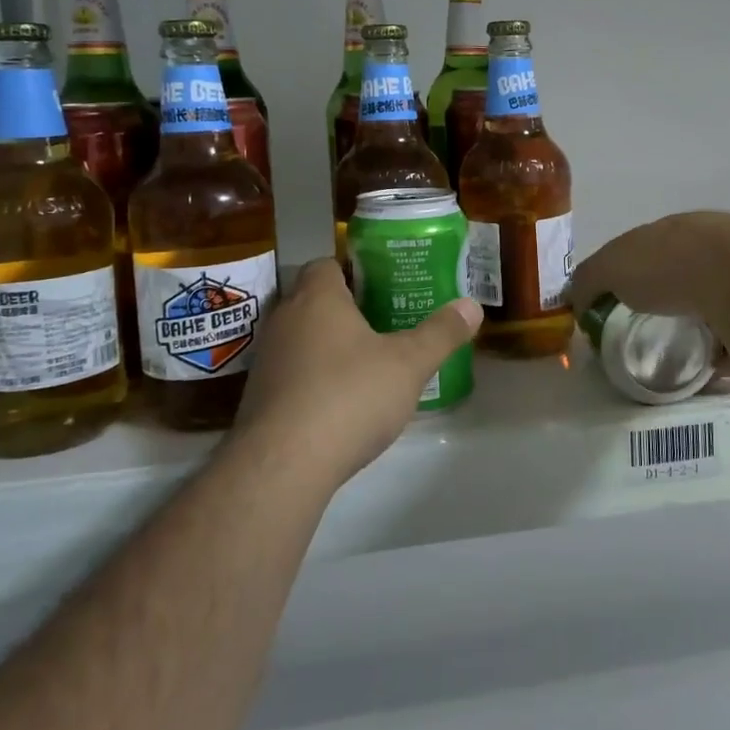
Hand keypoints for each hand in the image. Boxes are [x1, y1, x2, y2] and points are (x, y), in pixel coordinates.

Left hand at [232, 259, 481, 487]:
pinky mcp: (257, 397)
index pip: (325, 263)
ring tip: (366, 362)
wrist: (282, 465)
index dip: (353, 270)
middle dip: (345, 308)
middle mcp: (284, 319)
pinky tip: (339, 402)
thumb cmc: (349, 396)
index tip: (382, 285)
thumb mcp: (409, 364)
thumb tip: (472, 305)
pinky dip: (312, 378)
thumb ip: (441, 333)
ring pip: (300, 337)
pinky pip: (291, 373)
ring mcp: (266, 360)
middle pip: (313, 300)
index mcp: (317, 298)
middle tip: (384, 321)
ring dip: (327, 345)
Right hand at [569, 212, 729, 339]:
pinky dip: (729, 349)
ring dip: (704, 324)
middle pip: (688, 274)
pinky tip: (716, 367)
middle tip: (655, 331)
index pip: (650, 249)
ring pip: (719, 302)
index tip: (621, 305)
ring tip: (686, 354)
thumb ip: (591, 279)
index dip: (633, 275)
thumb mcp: (613, 267)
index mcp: (677, 230)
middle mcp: (716, 243)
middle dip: (673, 299)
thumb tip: (576, 298)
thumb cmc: (670, 266)